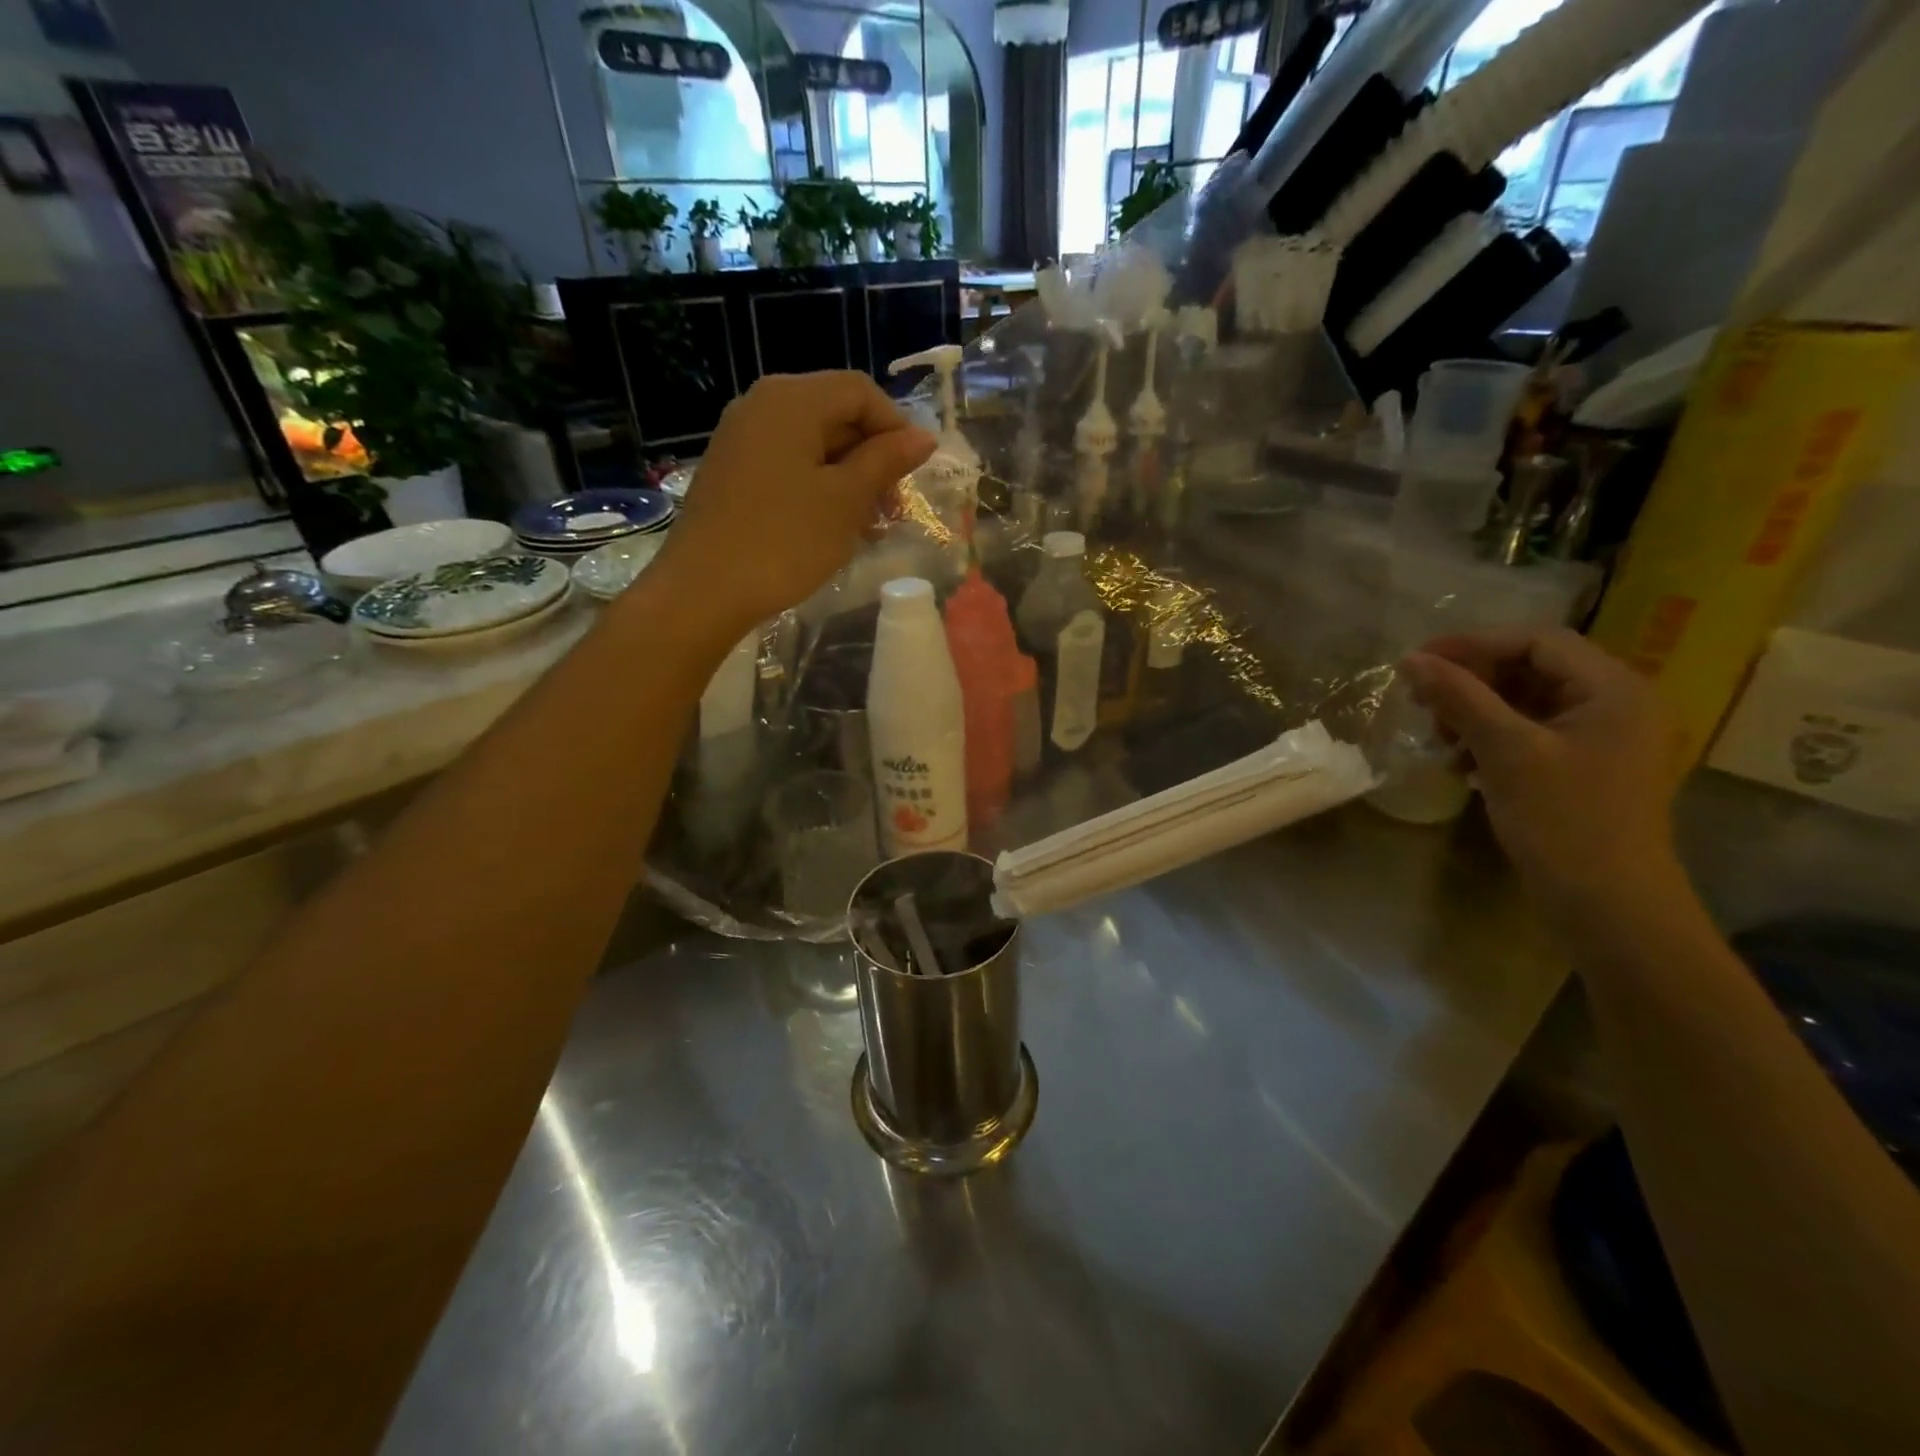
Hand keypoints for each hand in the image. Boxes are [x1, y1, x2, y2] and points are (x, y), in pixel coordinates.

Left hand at [650, 372, 934, 636]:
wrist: (703, 590)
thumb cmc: (784, 541)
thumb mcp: (846, 501)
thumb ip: (885, 462)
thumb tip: (923, 437)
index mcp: (792, 399)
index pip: (860, 391)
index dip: (896, 427)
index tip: (914, 475)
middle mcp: (762, 405)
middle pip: (835, 415)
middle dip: (873, 458)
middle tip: (893, 510)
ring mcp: (741, 438)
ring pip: (812, 445)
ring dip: (849, 479)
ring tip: (868, 527)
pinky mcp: (731, 472)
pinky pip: (787, 466)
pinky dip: (818, 488)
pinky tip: (832, 528)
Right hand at [1401, 629, 1684, 921]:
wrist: (1608, 905)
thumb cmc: (1563, 820)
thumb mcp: (1505, 751)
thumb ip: (1459, 698)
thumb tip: (1412, 660)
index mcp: (1614, 689)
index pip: (1537, 641)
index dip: (1473, 644)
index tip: (1417, 662)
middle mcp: (1617, 704)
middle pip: (1532, 669)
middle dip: (1472, 681)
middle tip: (1422, 702)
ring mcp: (1603, 739)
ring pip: (1527, 703)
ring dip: (1476, 712)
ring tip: (1439, 738)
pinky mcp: (1586, 768)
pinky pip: (1532, 734)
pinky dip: (1492, 739)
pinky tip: (1461, 763)